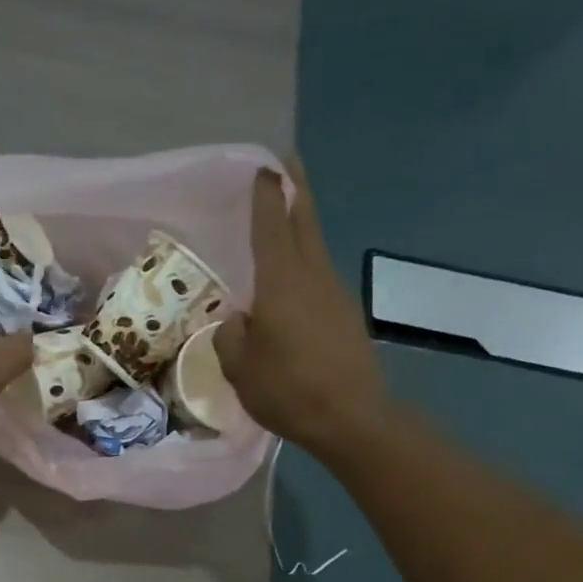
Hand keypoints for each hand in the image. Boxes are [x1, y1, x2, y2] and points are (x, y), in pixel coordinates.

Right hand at [215, 157, 388, 452]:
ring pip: (315, 246)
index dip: (266, 196)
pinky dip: (305, 260)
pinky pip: (319, 275)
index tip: (263, 166)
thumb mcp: (240, 367)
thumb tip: (238, 321)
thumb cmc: (289, 390)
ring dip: (301, 223)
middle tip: (285, 163)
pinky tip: (292, 276)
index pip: (272, 226)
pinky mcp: (345, 315)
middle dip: (295, 189)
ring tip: (284, 213)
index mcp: (282, 283)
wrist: (352, 418)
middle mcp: (313, 277)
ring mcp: (334, 294)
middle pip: (305, 222)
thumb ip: (231, 336)